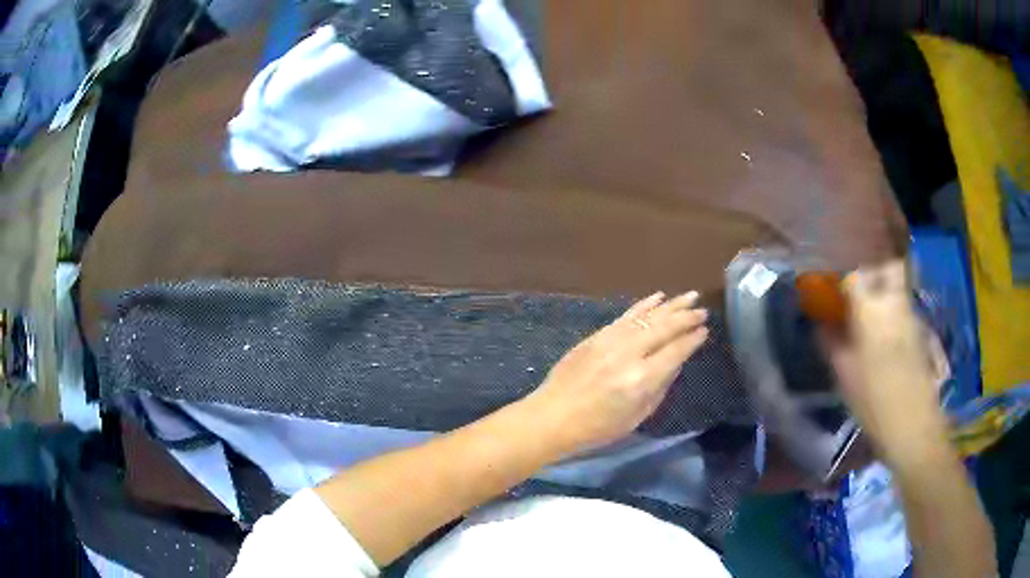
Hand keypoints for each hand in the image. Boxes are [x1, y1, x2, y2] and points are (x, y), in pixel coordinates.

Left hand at [526, 291, 709, 454]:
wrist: (553, 416)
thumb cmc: (597, 428)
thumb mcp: (636, 417)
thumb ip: (660, 388)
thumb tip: (676, 362)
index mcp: (641, 380)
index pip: (675, 351)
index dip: (692, 340)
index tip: (705, 331)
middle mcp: (629, 355)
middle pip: (664, 328)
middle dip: (686, 317)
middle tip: (703, 310)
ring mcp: (611, 341)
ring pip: (647, 317)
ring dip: (671, 305)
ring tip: (690, 296)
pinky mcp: (597, 336)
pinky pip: (626, 316)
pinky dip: (644, 305)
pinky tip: (659, 297)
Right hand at [838, 261, 950, 466]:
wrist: (912, 423)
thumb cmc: (873, 399)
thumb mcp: (843, 374)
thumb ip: (831, 342)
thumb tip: (820, 324)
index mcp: (871, 308)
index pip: (854, 275)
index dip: (841, 279)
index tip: (832, 289)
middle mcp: (894, 301)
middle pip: (887, 267)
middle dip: (873, 271)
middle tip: (859, 291)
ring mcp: (911, 314)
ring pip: (898, 287)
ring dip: (884, 292)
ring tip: (870, 315)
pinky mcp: (920, 330)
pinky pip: (904, 307)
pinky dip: (894, 311)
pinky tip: (885, 335)